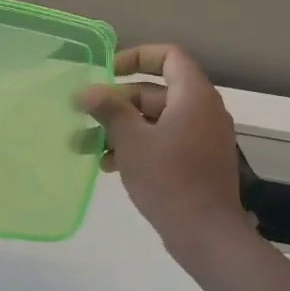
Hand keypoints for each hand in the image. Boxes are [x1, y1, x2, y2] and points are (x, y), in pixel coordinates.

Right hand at [80, 45, 244, 260]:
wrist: (206, 234)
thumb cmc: (168, 179)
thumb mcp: (131, 141)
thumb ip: (109, 110)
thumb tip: (86, 91)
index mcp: (193, 96)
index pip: (168, 56)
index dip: (136, 57)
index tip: (106, 72)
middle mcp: (202, 111)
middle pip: (155, 91)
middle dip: (116, 102)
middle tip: (83, 115)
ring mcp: (201, 138)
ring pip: (155, 120)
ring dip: (120, 128)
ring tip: (84, 146)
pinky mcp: (196, 162)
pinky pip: (163, 141)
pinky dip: (137, 146)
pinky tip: (107, 165)